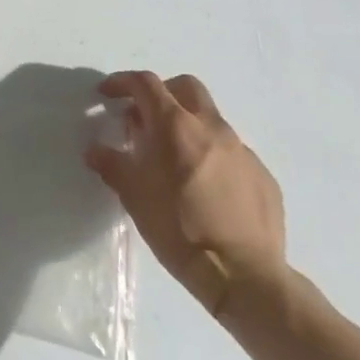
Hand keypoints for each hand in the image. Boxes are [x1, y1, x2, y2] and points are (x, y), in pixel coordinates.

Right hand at [86, 71, 285, 315]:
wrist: (244, 277)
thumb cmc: (179, 229)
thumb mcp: (133, 196)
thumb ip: (112, 165)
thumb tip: (96, 150)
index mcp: (175, 126)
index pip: (145, 84)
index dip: (122, 82)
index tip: (107, 94)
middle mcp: (212, 128)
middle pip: (186, 87)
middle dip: (161, 93)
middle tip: (144, 117)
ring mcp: (242, 151)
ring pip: (211, 120)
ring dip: (188, 127)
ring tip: (173, 159)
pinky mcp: (263, 176)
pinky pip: (232, 153)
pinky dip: (212, 156)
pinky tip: (204, 188)